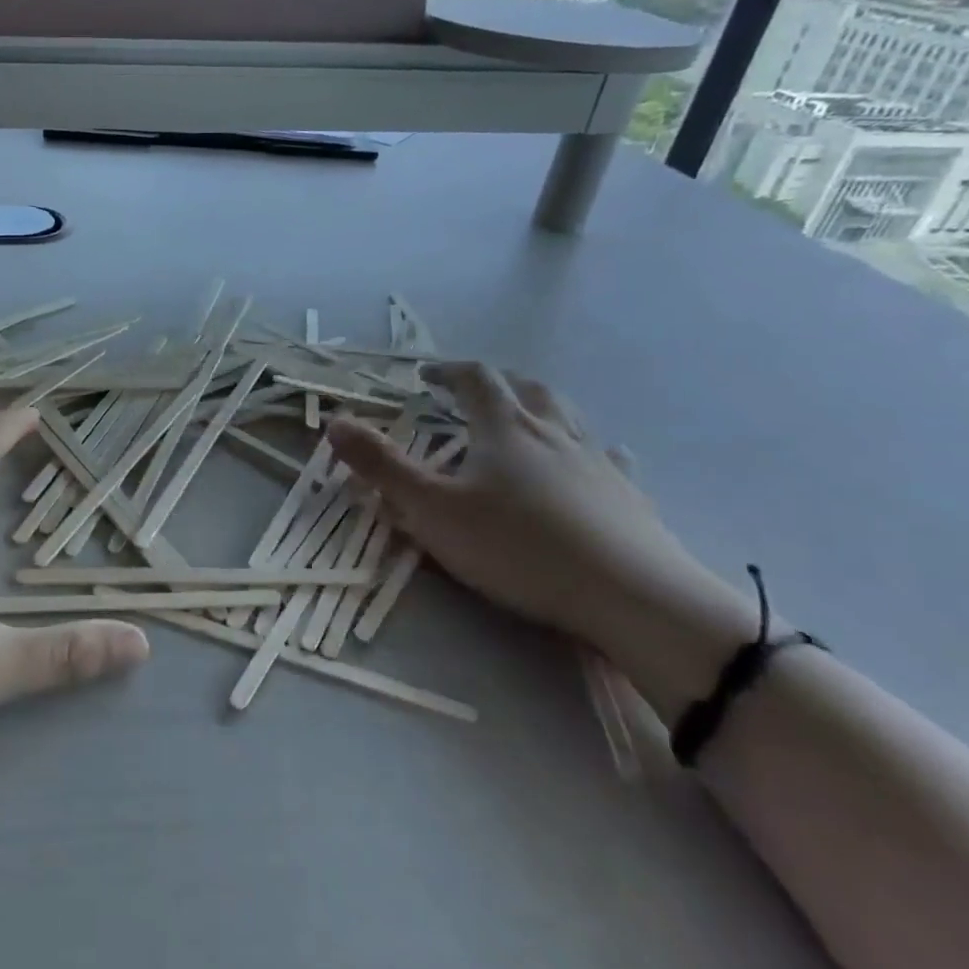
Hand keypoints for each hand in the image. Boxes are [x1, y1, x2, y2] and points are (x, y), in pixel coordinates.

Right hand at [327, 363, 751, 719]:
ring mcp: (596, 461)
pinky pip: (607, 457)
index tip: (425, 376)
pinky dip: (590, 449)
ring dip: (539, 406)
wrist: (632, 597)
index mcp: (504, 427)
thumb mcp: (432, 510)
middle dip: (494, 382)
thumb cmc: (518, 547)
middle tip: (472, 391)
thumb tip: (335, 421)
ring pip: (567, 416)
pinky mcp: (628, 496)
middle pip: (525, 387)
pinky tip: (595, 460)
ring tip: (524, 416)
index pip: (474, 378)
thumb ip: (381, 466)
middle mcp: (552, 431)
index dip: (447, 371)